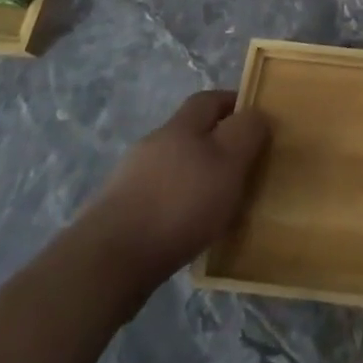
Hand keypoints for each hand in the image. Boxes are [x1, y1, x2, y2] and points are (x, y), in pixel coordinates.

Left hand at [75, 90, 269, 300]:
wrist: (107, 263)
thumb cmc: (179, 204)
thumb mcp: (229, 163)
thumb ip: (247, 133)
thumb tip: (256, 114)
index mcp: (181, 126)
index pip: (210, 99)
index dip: (233, 103)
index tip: (255, 121)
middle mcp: (153, 144)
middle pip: (189, 133)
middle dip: (214, 144)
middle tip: (241, 167)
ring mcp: (128, 179)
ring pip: (171, 167)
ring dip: (193, 178)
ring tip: (215, 205)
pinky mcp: (115, 214)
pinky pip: (155, 199)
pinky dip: (173, 207)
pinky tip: (184, 230)